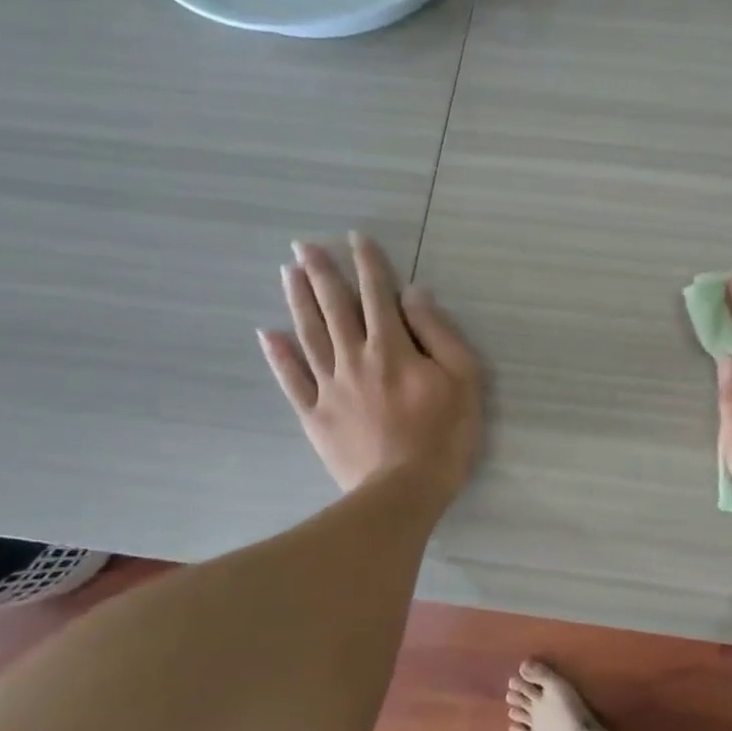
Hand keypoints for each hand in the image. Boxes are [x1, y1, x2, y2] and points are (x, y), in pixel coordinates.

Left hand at [258, 234, 482, 506]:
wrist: (403, 492)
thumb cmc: (444, 435)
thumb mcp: (463, 380)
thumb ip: (439, 334)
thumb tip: (415, 294)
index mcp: (393, 348)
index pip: (379, 295)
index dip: (369, 264)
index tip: (356, 238)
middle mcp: (356, 358)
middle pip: (335, 308)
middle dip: (321, 272)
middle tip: (303, 245)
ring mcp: (330, 387)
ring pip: (310, 335)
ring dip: (298, 301)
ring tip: (287, 272)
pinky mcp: (315, 415)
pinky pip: (292, 380)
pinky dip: (279, 356)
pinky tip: (268, 334)